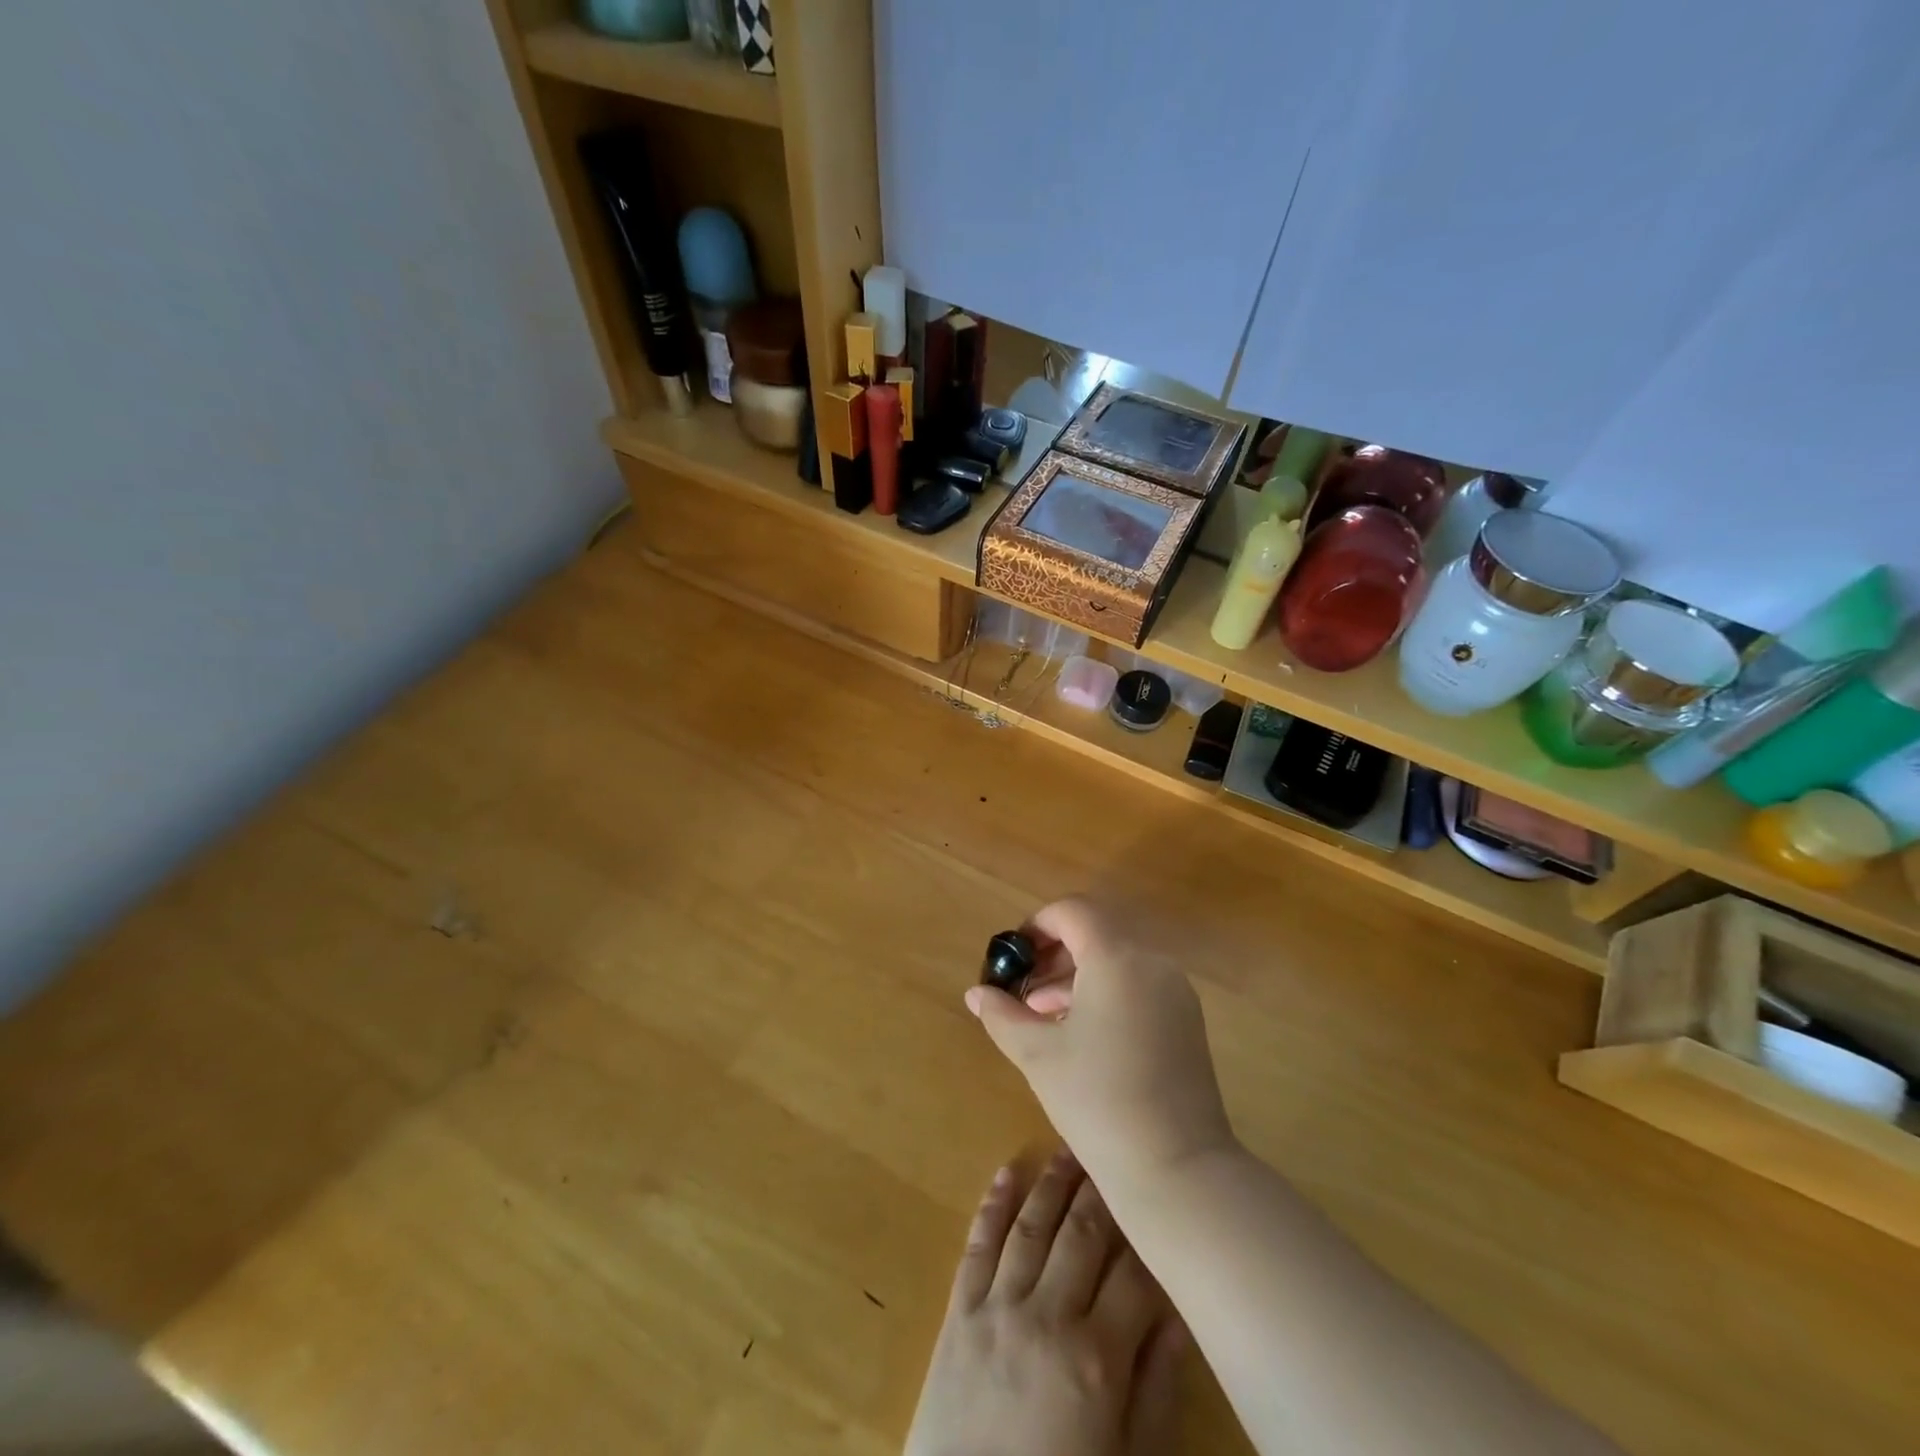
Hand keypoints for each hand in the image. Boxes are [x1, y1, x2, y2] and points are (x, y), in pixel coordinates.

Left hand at [904, 1152, 1184, 1455]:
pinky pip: (977, 1245)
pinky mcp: (959, 1311)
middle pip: (1082, 1236)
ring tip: (1071, 1148)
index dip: (1153, 1238)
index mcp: (1096, 1358)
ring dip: (1052, 1183)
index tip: (1165, 1204)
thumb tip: (1181, 1318)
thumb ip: (1156, 1390)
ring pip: (1032, 1227)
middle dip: (1103, 1192)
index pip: (1136, 1277)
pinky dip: (992, 1205)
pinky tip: (1007, 1171)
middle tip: (1117, 1153)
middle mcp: (1047, 1316)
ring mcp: (997, 1307)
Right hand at [964, 898, 1235, 1193]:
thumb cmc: (1097, 1101)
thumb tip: (976, 994)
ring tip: (1043, 1012)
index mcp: (1117, 958)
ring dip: (1078, 973)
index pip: (1073, 912)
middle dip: (1055, 950)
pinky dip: (1106, 991)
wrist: (1176, 1169)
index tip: (1013, 956)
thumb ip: (1003, 1015)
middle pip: (1097, 931)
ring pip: (1118, 959)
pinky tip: (1080, 1031)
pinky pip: (1138, 984)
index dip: (1037, 925)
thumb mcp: (1038, 1055)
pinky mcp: (1186, 1019)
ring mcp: (1175, 991)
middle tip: (1024, 984)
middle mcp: (1152, 962)